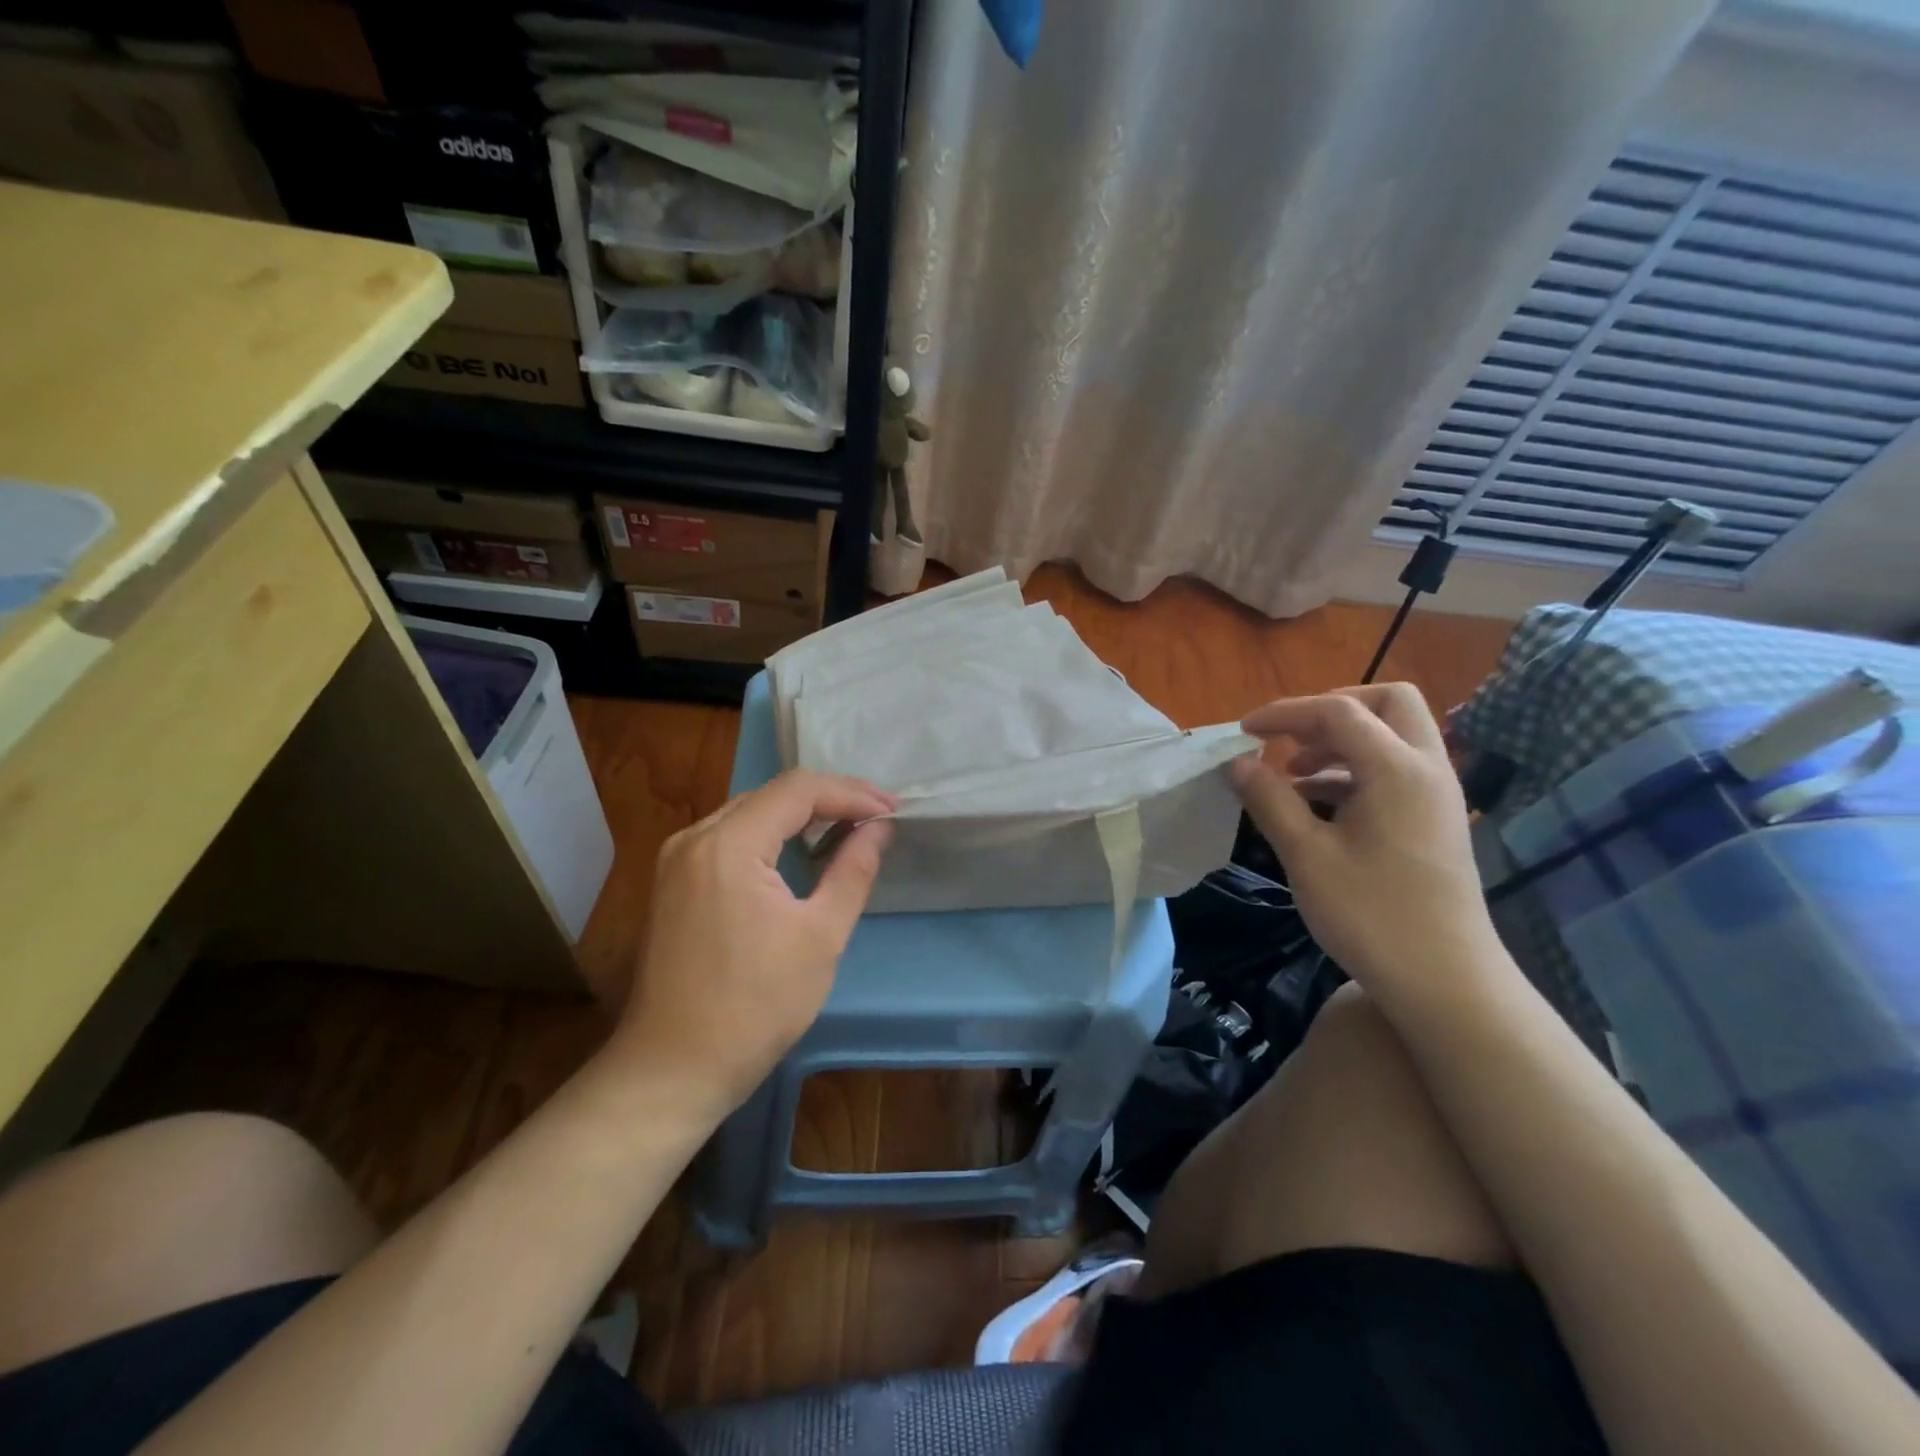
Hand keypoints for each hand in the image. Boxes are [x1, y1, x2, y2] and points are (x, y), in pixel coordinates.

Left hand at [611, 770, 894, 1117]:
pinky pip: (729, 837)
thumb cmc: (755, 1007)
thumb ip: (853, 870)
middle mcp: (694, 838)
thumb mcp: (820, 937)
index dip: (850, 792)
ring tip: (847, 826)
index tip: (891, 810)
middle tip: (876, 816)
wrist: (672, 1070)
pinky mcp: (672, 881)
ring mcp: (677, 859)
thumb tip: (879, 828)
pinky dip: (770, 834)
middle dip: (829, 798)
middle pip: (771, 794)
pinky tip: (798, 850)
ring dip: (799, 814)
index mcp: (727, 845)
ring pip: (749, 812)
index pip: (797, 790)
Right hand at [1229, 684, 1500, 995]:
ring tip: (1292, 773)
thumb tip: (1237, 762)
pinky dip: (1354, 769)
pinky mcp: (1434, 819)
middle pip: (1388, 703)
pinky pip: (1395, 769)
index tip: (1243, 732)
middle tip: (1289, 737)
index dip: (1285, 712)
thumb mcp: (1306, 855)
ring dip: (1341, 741)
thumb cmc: (1371, 915)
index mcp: (1398, 769)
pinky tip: (1316, 803)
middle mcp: (1427, 769)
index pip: (1338, 712)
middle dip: (1331, 709)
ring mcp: (1437, 795)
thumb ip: (1269, 799)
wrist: (1446, 983)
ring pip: (1393, 736)